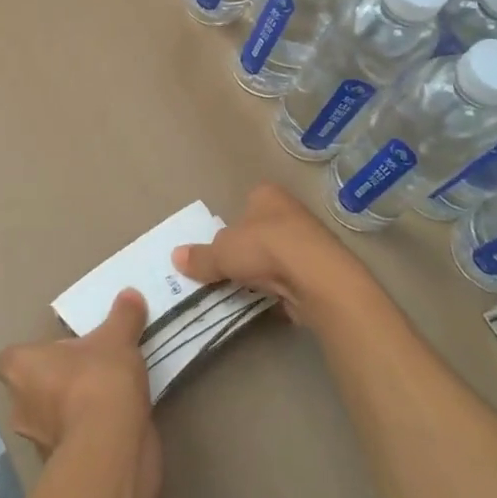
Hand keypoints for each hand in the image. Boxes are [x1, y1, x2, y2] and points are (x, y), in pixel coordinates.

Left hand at [0, 291, 161, 497]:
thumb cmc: (98, 380)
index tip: (64, 351)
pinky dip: (89, 436)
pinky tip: (116, 425)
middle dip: (57, 384)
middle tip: (89, 371)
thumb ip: (123, 316)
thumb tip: (130, 294)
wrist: (111, 448)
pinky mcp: (61, 467)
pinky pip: (73, 443)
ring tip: (109, 397)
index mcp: (19, 368)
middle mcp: (19, 406)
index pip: (12, 359)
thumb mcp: (117, 338)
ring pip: (51, 419)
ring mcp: (38, 441)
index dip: (36, 355)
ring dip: (73, 412)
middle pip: (32, 389)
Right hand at [174, 183, 369, 326]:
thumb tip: (175, 257)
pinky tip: (270, 302)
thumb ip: (200, 257)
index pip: (246, 204)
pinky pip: (292, 279)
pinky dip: (281, 290)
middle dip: (247, 250)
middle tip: (228, 270)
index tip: (222, 246)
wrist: (317, 279)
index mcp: (267, 195)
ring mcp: (309, 241)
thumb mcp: (221, 253)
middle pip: (261, 231)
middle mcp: (290, 211)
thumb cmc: (265, 249)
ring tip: (246, 290)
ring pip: (277, 256)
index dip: (233, 224)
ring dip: (264, 272)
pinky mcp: (320, 271)